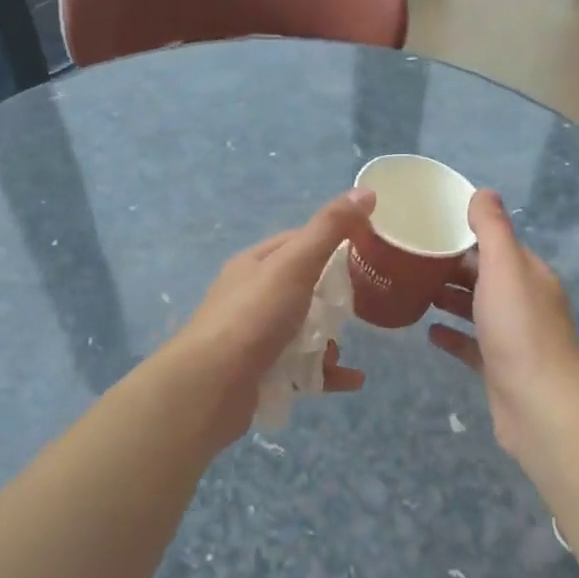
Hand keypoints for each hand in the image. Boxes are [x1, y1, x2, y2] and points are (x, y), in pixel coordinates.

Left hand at [169, 189, 374, 444]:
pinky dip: (326, 371)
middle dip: (332, 299)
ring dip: (328, 339)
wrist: (211, 386)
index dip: (330, 243)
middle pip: (302, 289)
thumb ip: (330, 229)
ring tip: (343, 349)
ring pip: (301, 330)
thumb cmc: (255, 316)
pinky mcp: (259, 372)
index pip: (297, 242)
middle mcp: (249, 297)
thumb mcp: (296, 264)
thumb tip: (367, 191)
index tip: (364, 252)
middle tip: (358, 306)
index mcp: (254, 264)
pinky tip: (351, 380)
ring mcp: (253, 337)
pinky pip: (300, 367)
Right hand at [428, 190, 578, 461]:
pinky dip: (452, 335)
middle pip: (486, 277)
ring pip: (478, 310)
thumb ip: (493, 230)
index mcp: (530, 276)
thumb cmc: (519, 330)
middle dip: (453, 267)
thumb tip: (483, 192)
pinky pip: (471, 345)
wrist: (539, 406)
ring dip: (450, 299)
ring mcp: (513, 338)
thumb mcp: (505, 268)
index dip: (467, 235)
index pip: (498, 246)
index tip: (430, 229)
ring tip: (414, 289)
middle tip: (411, 260)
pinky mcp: (499, 368)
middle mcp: (526, 303)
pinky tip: (428, 332)